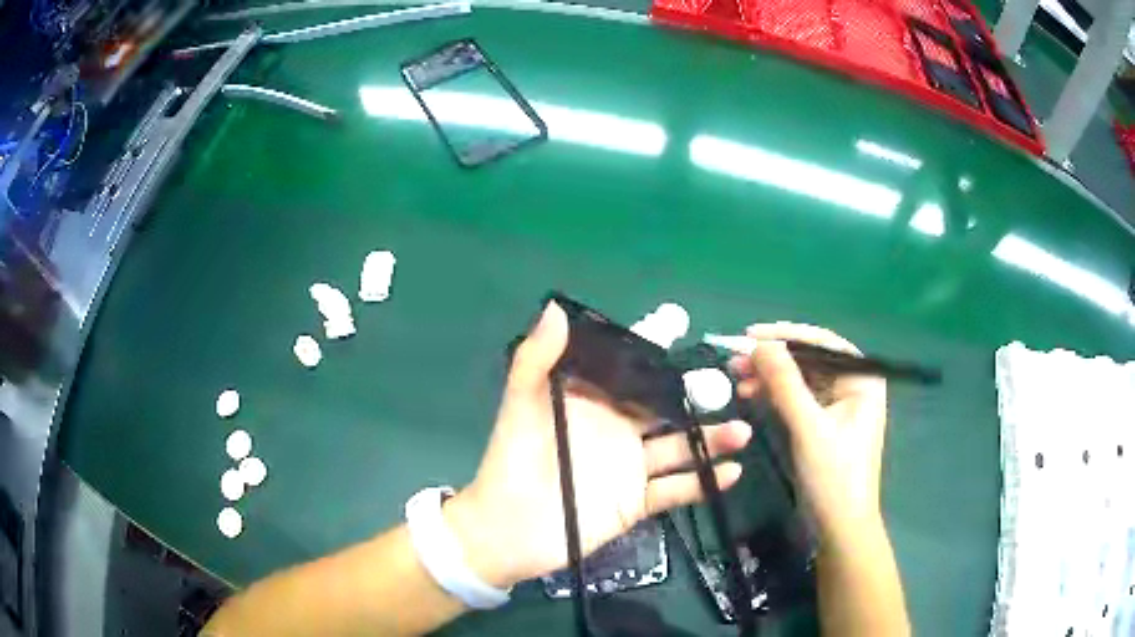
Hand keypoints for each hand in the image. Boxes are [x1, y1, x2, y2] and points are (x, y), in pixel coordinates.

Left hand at [445, 302, 751, 588]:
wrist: (509, 530)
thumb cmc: (512, 462)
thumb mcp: (521, 406)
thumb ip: (537, 359)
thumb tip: (556, 307)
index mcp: (593, 402)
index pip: (628, 368)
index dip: (652, 347)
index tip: (680, 324)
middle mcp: (618, 430)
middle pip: (665, 407)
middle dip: (697, 395)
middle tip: (728, 384)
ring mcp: (631, 467)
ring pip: (680, 448)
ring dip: (712, 440)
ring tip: (742, 432)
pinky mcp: (637, 502)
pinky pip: (676, 490)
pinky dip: (704, 482)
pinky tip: (732, 471)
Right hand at [729, 323, 887, 531]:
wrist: (839, 527)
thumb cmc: (833, 476)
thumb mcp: (808, 428)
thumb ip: (786, 383)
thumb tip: (760, 344)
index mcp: (862, 380)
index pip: (823, 343)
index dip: (786, 335)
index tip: (750, 336)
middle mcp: (853, 386)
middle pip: (810, 360)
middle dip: (774, 359)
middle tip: (736, 361)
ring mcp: (838, 405)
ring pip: (800, 379)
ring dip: (770, 377)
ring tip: (737, 379)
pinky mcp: (823, 423)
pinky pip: (797, 399)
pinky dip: (775, 395)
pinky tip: (751, 395)